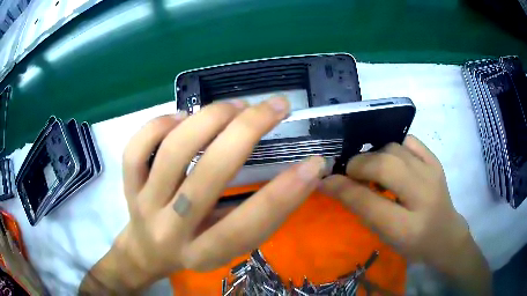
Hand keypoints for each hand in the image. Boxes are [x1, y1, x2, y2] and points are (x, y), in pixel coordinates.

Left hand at [80, 97, 327, 292]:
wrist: (147, 252)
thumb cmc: (195, 250)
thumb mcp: (230, 247)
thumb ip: (258, 216)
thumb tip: (299, 173)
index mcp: (205, 253)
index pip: (248, 225)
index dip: (285, 193)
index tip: (314, 163)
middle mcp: (171, 230)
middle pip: (207, 176)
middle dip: (247, 131)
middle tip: (275, 106)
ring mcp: (143, 204)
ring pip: (172, 152)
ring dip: (210, 119)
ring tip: (236, 105)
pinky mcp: (128, 185)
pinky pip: (136, 149)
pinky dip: (160, 124)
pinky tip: (183, 117)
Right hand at [320, 136, 490, 294]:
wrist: (445, 234)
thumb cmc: (413, 243)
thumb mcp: (385, 236)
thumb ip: (362, 209)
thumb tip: (333, 184)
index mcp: (407, 227)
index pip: (368, 202)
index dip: (342, 188)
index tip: (324, 180)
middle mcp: (423, 196)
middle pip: (385, 166)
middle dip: (359, 165)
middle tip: (349, 173)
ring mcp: (433, 173)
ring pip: (394, 149)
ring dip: (375, 156)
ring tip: (371, 169)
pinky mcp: (436, 161)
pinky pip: (409, 141)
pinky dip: (393, 146)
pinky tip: (390, 158)